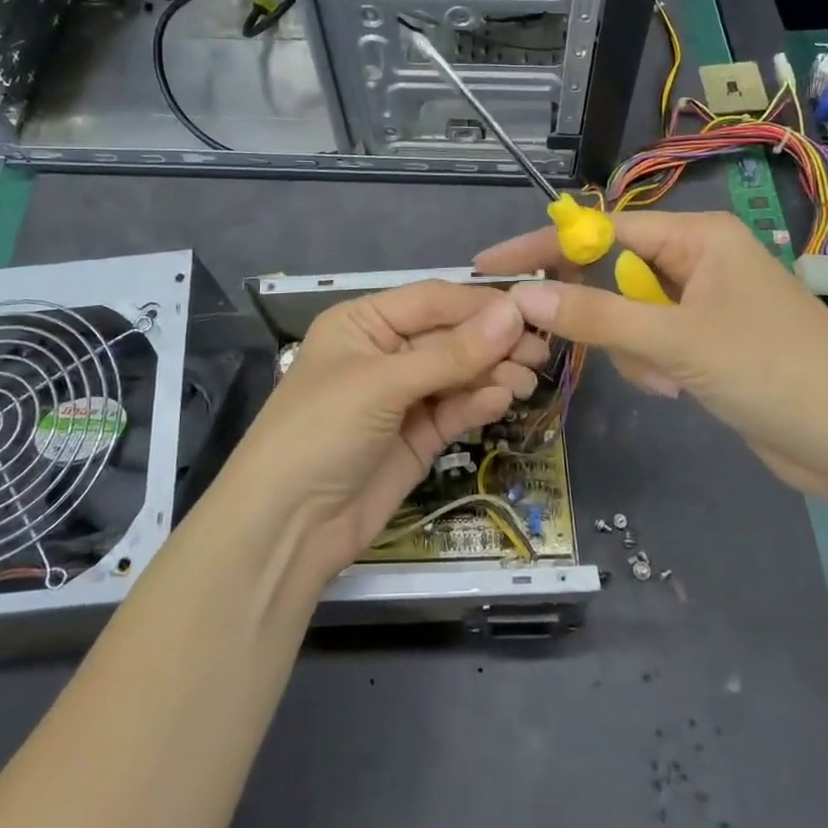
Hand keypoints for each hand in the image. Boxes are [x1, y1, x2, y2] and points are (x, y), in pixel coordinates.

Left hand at [227, 281, 547, 576]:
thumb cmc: (322, 431)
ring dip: (492, 372)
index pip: (431, 301)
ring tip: (528, 379)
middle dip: (492, 341)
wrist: (288, 526)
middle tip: (540, 350)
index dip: (479, 305)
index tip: (528, 311)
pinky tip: (502, 399)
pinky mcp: (417, 436)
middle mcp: (385, 352)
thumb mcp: (382, 384)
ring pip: (458, 373)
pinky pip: (455, 408)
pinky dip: (479, 402)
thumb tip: (514, 313)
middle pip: (450, 336)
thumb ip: (451, 353)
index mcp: (364, 322)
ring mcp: (402, 396)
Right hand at [476, 211, 827, 504]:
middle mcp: (700, 260)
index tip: (489, 266)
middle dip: (602, 316)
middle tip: (567, 342)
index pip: (601, 229)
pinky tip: (680, 391)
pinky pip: (652, 342)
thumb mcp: (676, 342)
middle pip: (613, 273)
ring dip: (633, 350)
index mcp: (699, 236)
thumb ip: (597, 316)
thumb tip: (522, 295)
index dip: (543, 246)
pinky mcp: (708, 343)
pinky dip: (652, 366)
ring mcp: (705, 303)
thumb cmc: (773, 373)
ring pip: (629, 314)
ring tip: (668, 380)